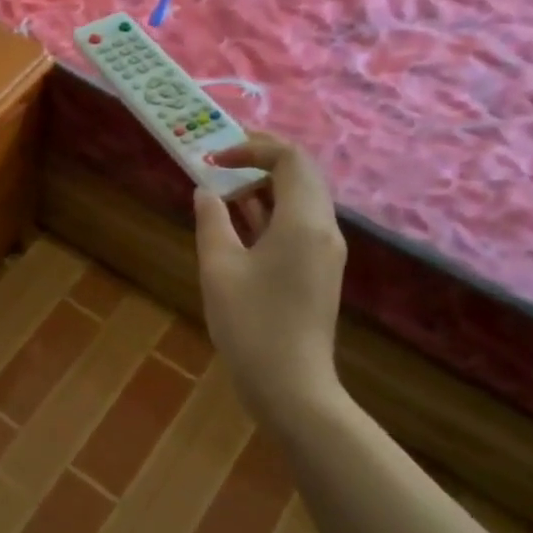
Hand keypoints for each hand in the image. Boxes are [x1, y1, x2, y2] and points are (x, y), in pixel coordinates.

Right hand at [193, 135, 347, 416]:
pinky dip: (270, 213)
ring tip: (222, 195)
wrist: (290, 385)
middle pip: (301, 174)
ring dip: (264, 188)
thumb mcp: (219, 267)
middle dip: (260, 162)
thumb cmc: (250, 323)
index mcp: (303, 221)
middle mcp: (324, 229)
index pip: (290, 158)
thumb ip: (212, 221)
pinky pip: (299, 224)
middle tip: (220, 167)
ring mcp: (325, 251)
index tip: (215, 159)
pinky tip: (238, 224)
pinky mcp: (319, 270)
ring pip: (300, 199)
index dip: (252, 147)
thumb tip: (206, 191)